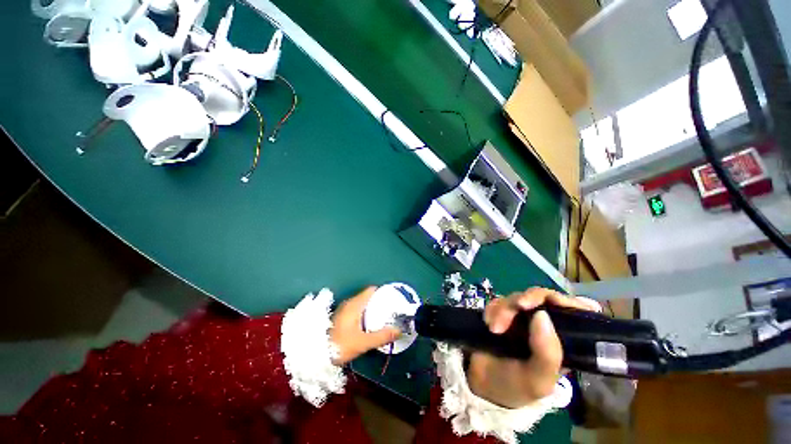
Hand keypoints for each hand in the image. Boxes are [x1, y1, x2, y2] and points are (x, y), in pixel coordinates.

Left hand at [329, 287, 401, 365]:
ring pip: (362, 303)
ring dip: (372, 309)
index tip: (392, 299)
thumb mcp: (363, 343)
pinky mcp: (340, 317)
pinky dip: (364, 313)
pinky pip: (356, 309)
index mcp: (354, 304)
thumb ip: (382, 336)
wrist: (315, 354)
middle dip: (379, 302)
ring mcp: (343, 309)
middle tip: (390, 311)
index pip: (371, 290)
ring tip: (382, 318)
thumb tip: (399, 331)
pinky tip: (368, 324)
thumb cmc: (339, 345)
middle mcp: (349, 303)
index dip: (383, 292)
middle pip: (367, 296)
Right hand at [466, 288, 600, 408]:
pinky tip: (489, 324)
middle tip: (515, 308)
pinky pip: (498, 300)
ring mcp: (521, 317)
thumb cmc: (516, 387)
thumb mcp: (537, 380)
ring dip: (504, 309)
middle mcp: (544, 325)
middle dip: (525, 301)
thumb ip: (547, 354)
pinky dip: (493, 309)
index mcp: (562, 341)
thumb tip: (542, 314)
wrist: (482, 384)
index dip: (567, 301)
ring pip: (517, 298)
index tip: (550, 301)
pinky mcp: (502, 313)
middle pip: (542, 298)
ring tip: (494, 329)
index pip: (576, 312)